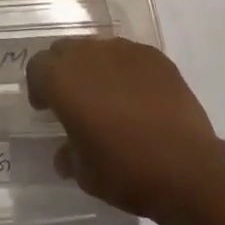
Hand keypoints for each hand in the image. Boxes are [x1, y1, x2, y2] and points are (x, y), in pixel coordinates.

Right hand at [26, 36, 221, 221]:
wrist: (186, 167)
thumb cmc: (126, 171)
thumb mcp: (86, 174)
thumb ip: (69, 155)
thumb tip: (65, 151)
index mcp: (64, 79)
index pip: (37, 67)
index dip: (38, 86)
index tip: (46, 109)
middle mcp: (89, 54)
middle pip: (65, 50)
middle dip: (64, 71)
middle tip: (74, 101)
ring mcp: (124, 49)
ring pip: (98, 50)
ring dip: (95, 69)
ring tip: (109, 99)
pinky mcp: (153, 55)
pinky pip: (129, 56)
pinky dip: (126, 72)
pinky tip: (139, 99)